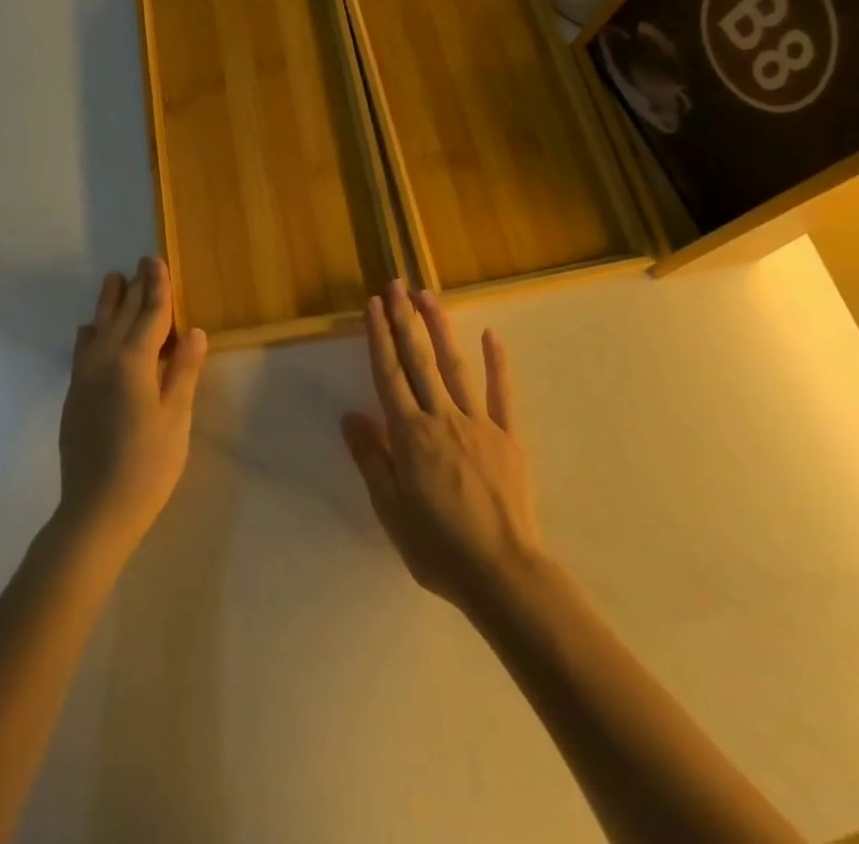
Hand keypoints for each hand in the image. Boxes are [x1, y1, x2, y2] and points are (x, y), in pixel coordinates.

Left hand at [57, 256, 207, 558]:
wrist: (95, 510)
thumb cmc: (148, 465)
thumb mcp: (176, 417)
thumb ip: (183, 371)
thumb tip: (193, 332)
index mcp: (133, 363)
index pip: (149, 315)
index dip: (157, 287)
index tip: (157, 261)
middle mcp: (103, 361)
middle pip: (121, 315)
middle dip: (134, 288)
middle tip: (142, 263)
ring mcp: (84, 377)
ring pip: (97, 327)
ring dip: (109, 303)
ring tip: (114, 280)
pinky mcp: (73, 395)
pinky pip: (82, 349)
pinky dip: (91, 331)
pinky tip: (92, 329)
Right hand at [342, 281, 542, 613]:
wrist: (502, 573)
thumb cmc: (438, 547)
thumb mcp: (390, 510)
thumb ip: (372, 459)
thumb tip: (351, 416)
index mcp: (410, 435)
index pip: (389, 375)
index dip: (379, 337)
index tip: (373, 305)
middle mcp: (441, 417)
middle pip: (418, 360)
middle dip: (405, 320)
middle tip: (396, 285)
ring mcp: (478, 423)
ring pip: (455, 366)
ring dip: (440, 328)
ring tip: (428, 296)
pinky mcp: (507, 436)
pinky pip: (502, 393)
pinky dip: (497, 363)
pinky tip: (490, 335)